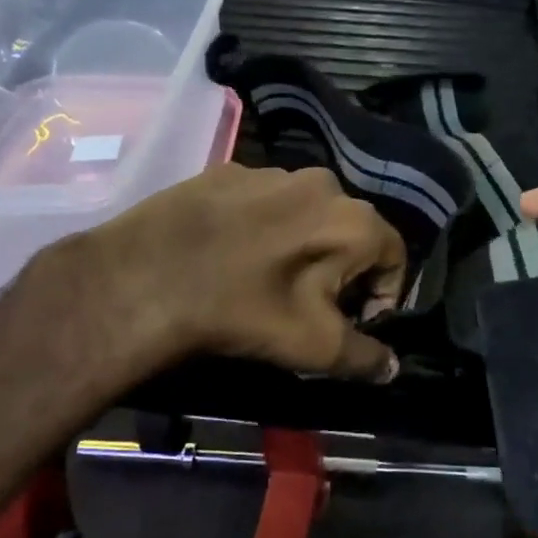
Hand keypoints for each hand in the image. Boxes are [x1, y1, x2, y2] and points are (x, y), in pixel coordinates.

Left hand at [10, 163, 405, 398]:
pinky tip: (232, 253)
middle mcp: (323, 182)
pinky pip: (264, 200)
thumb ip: (366, 357)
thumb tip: (392, 367)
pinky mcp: (229, 170)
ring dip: (303, 243)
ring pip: (307, 212)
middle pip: (351, 231)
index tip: (353, 322)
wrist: (144, 278)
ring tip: (268, 277)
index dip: (382, 295)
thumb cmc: (245, 311)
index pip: (394, 256)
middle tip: (311, 303)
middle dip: (342, 268)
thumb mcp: (314, 346)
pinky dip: (262, 225)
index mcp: (354, 219)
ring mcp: (272, 171)